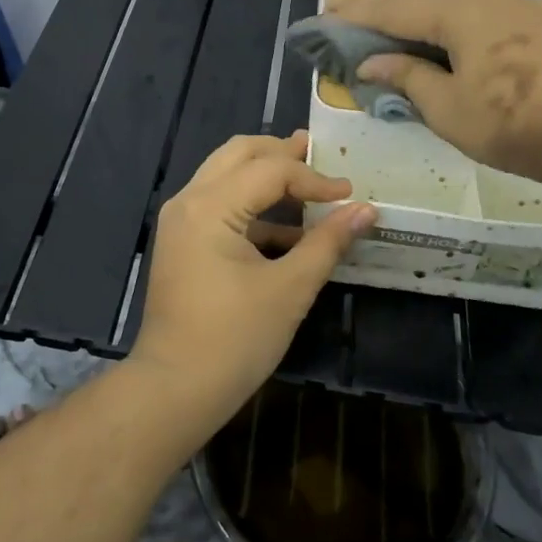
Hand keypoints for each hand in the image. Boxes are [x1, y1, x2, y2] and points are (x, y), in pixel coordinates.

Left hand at [128, 132, 375, 434]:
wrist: (175, 389)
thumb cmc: (235, 339)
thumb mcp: (290, 289)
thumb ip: (328, 243)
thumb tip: (365, 211)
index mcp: (210, 206)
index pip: (270, 169)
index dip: (314, 178)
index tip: (349, 194)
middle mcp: (188, 201)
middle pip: (239, 153)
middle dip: (282, 152)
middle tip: (320, 155)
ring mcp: (180, 220)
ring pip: (226, 175)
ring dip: (265, 174)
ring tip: (307, 181)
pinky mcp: (182, 241)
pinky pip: (219, 205)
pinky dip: (252, 207)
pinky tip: (288, 228)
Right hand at [330, 0, 541, 208]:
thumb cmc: (512, 123)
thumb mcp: (448, 108)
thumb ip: (407, 77)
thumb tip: (371, 62)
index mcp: (454, 12)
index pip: (390, 8)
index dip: (354, 14)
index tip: (323, 17)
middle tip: (349, 2)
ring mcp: (508, 3)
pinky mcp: (526, 18)